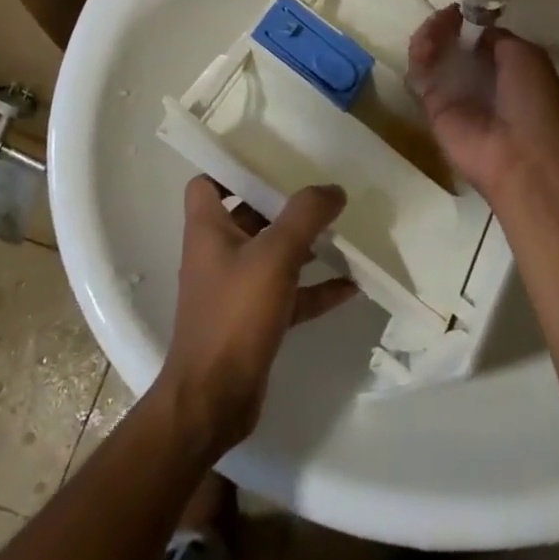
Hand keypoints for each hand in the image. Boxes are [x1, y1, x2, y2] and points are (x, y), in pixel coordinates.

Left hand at [157, 177, 357, 459]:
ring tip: (341, 231)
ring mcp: (236, 289)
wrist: (213, 401)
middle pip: (249, 215)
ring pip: (272, 254)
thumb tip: (334, 188)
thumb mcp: (274, 255)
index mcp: (208, 229)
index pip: (208, 183)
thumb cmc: (234, 315)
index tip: (270, 158)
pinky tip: (350, 285)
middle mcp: (218, 253)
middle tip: (320, 190)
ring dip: (303, 245)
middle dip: (283, 204)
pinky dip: (315, 288)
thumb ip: (306, 216)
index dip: (231, 168)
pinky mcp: (254, 320)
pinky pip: (289, 294)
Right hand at [407, 5, 558, 201]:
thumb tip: (474, 28)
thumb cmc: (533, 102)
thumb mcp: (526, 56)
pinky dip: (419, 56)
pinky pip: (420, 75)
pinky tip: (425, 47)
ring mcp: (455, 93)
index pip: (479, 36)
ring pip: (433, 56)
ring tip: (432, 31)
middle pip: (451, 43)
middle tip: (444, 17)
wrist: (522, 157)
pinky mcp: (433, 108)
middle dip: (444, 25)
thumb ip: (497, 38)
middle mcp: (480, 78)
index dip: (468, 20)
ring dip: (430, 36)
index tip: (460, 9)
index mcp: (508, 66)